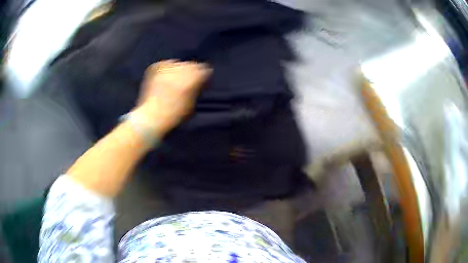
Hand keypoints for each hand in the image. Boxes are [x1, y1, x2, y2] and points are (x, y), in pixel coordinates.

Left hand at [134, 60, 210, 134]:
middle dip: (192, 72)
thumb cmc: (174, 115)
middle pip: (192, 65)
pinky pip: (166, 64)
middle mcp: (181, 69)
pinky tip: (164, 79)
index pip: (205, 69)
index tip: (201, 83)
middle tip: (187, 83)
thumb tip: (198, 82)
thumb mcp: (192, 104)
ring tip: (174, 81)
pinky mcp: (156, 67)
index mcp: (193, 78)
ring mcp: (167, 67)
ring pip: (179, 63)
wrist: (151, 117)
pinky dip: (167, 69)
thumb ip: (196, 89)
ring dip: (179, 71)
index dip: (204, 77)